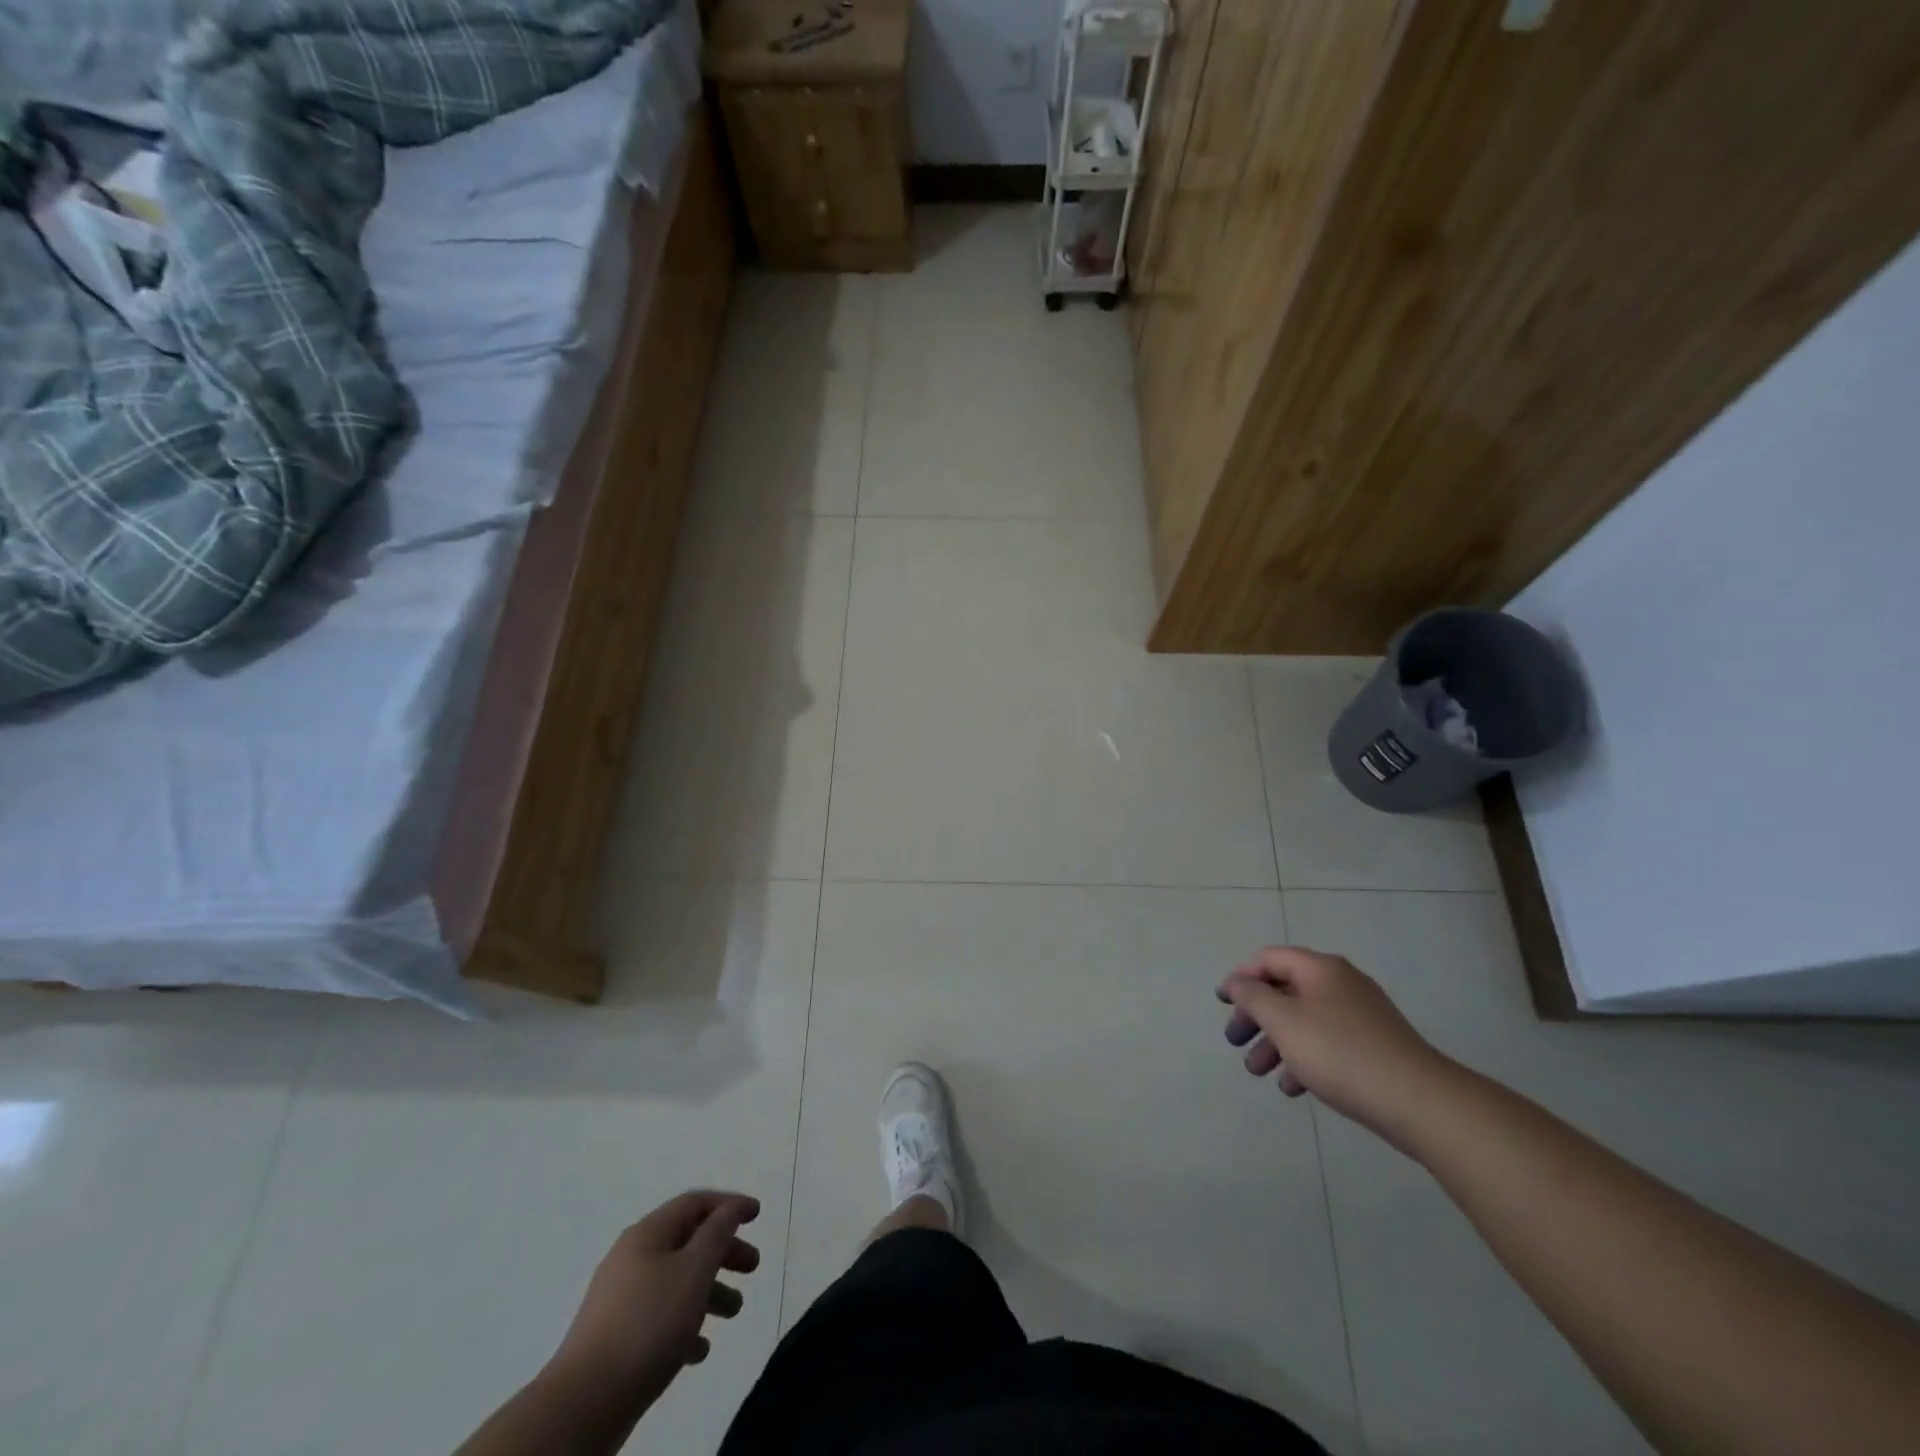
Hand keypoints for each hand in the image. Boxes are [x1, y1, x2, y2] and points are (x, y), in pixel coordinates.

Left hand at [549, 1190, 760, 1406]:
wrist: (584, 1403)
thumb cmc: (648, 1323)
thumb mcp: (694, 1269)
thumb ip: (717, 1233)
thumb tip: (729, 1209)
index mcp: (647, 1234)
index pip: (694, 1203)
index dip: (728, 1205)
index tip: (757, 1215)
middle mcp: (632, 1258)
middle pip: (687, 1242)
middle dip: (724, 1251)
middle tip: (753, 1267)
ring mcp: (620, 1300)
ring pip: (676, 1282)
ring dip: (709, 1291)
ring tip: (734, 1312)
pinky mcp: (615, 1338)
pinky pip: (659, 1318)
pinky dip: (685, 1323)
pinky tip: (700, 1349)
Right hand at [1219, 946, 1451, 1142]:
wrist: (1418, 1100)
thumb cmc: (1339, 1052)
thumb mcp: (1283, 1021)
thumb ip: (1252, 997)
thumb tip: (1238, 982)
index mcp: (1320, 969)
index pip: (1269, 958)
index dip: (1241, 976)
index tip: (1222, 1002)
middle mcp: (1341, 983)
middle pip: (1285, 990)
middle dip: (1256, 1016)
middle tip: (1235, 1041)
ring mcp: (1361, 1015)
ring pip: (1304, 1020)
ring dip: (1276, 1042)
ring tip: (1258, 1072)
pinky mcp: (1374, 1046)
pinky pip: (1327, 1042)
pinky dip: (1304, 1058)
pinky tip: (1294, 1087)